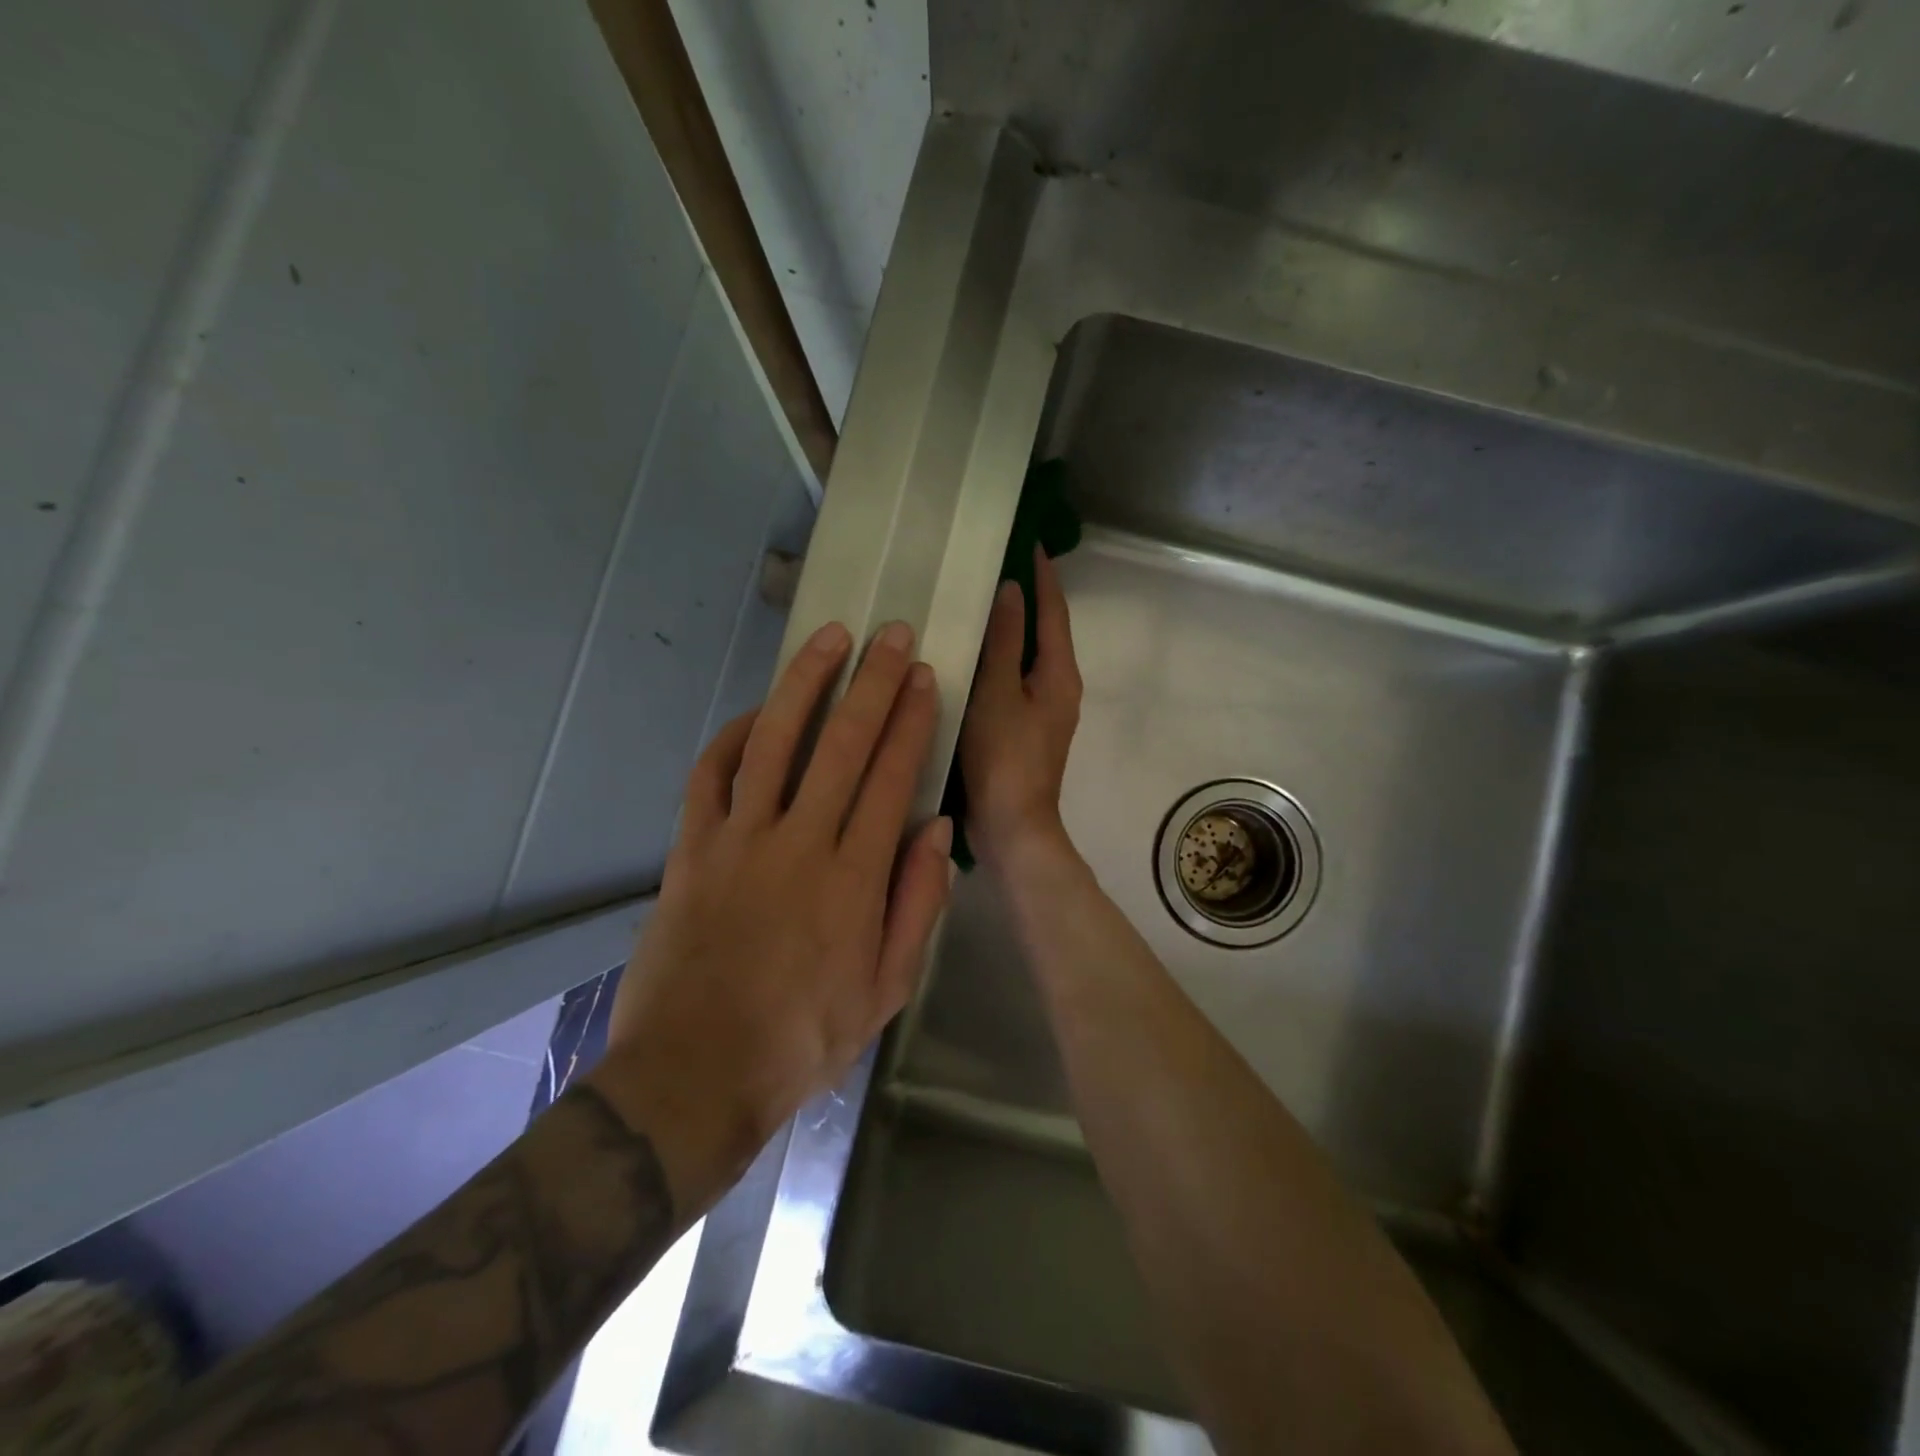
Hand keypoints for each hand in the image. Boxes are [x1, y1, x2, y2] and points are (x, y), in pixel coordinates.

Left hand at [589, 620, 952, 1213]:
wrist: (695, 1075)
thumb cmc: (804, 1039)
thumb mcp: (887, 990)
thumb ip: (917, 905)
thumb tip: (937, 828)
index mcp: (854, 879)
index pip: (890, 778)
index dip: (910, 722)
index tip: (924, 679)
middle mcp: (798, 844)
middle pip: (841, 745)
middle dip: (872, 683)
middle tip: (892, 635)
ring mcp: (737, 842)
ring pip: (774, 743)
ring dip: (804, 685)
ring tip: (829, 640)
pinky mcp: (690, 851)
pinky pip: (710, 777)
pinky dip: (733, 737)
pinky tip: (757, 713)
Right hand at [958, 547, 1083, 867]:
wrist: (1012, 826)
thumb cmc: (1004, 757)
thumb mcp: (998, 692)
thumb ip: (1004, 640)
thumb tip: (1012, 590)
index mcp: (1059, 674)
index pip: (1054, 611)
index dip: (1043, 576)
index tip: (1028, 541)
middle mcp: (1058, 688)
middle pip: (1044, 632)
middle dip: (1026, 598)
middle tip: (996, 565)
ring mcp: (1042, 711)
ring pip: (1026, 657)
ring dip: (1009, 629)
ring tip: (979, 602)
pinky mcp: (1023, 730)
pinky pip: (1012, 680)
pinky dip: (997, 660)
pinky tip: (971, 655)